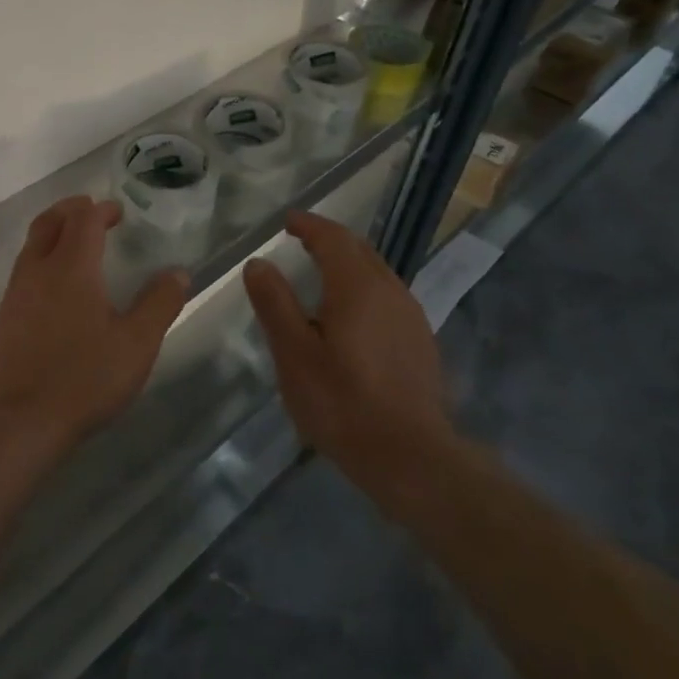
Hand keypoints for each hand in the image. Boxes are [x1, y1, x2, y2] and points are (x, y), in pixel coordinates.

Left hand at [0, 196, 188, 453]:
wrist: (24, 420)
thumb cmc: (86, 377)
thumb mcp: (137, 344)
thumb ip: (160, 303)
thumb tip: (178, 272)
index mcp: (72, 267)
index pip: (84, 220)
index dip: (102, 210)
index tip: (118, 212)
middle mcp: (38, 269)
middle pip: (49, 221)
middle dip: (71, 209)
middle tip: (92, 212)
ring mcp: (16, 292)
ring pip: (32, 244)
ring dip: (53, 231)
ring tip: (75, 242)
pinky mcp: (5, 315)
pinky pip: (23, 268)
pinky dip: (41, 256)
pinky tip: (55, 284)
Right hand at [243, 210, 454, 497]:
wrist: (411, 457)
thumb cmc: (342, 403)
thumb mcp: (294, 353)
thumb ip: (274, 302)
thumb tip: (258, 263)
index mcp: (357, 286)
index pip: (332, 238)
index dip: (308, 225)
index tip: (287, 221)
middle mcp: (390, 290)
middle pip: (359, 249)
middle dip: (329, 239)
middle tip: (300, 240)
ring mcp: (411, 316)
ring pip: (377, 272)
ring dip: (348, 263)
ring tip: (320, 273)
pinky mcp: (420, 341)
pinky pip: (387, 296)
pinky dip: (363, 288)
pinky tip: (350, 314)